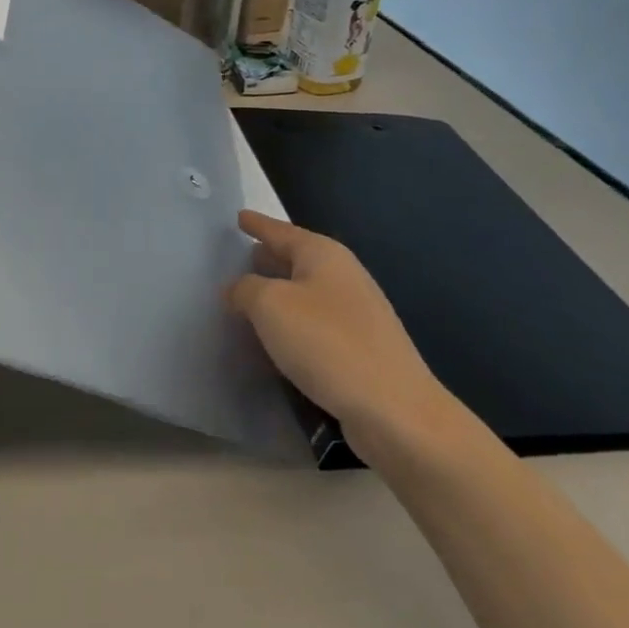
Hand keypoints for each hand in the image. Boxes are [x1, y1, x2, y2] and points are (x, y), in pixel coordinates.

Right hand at [228, 211, 449, 447]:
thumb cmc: (327, 343)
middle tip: (234, 261)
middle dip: (266, 259)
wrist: (394, 410)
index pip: (281, 231)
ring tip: (246, 301)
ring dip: (277, 295)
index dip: (257, 224)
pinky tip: (275, 339)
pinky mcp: (360, 348)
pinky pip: (314, 324)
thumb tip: (237, 289)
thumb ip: (245, 289)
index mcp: (323, 255)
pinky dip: (291, 324)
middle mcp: (343, 276)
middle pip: (295, 260)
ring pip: (304, 293)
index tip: (238, 217)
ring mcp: (356, 313)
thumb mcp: (270, 306)